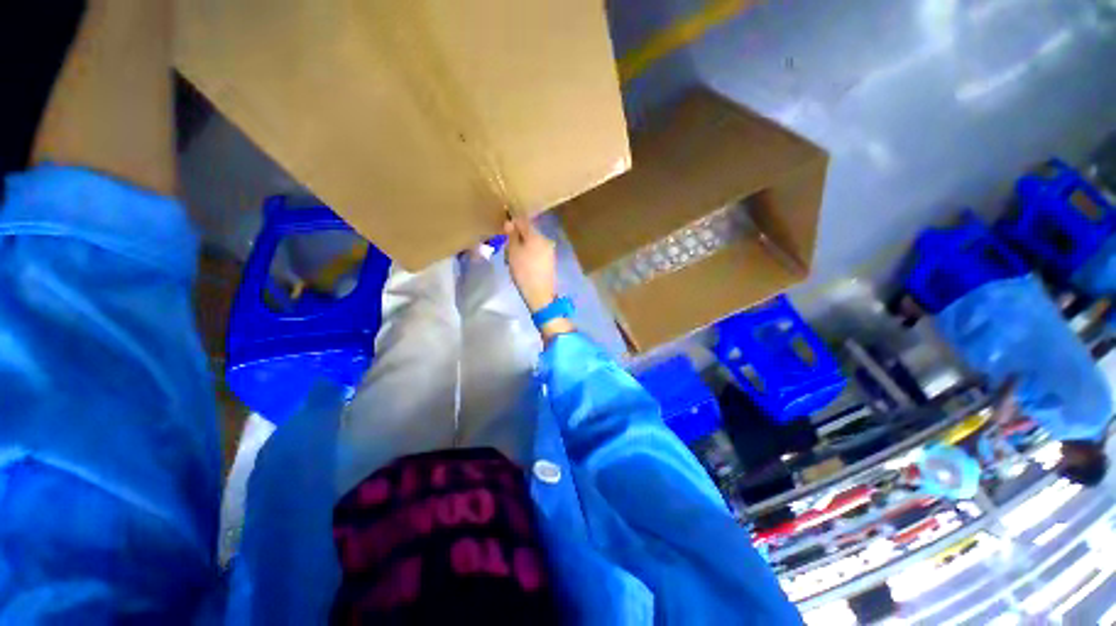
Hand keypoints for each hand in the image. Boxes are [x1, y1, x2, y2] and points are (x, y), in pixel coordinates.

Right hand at [504, 217, 574, 341]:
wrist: (540, 293)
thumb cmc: (524, 271)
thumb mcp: (513, 252)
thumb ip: (511, 236)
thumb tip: (510, 222)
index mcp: (536, 235)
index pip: (522, 221)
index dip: (512, 223)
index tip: (503, 232)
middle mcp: (545, 239)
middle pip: (529, 231)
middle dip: (518, 236)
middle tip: (507, 248)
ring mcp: (550, 250)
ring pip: (533, 242)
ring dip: (523, 246)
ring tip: (514, 258)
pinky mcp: (550, 260)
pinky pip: (538, 251)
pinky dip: (530, 253)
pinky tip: (524, 264)